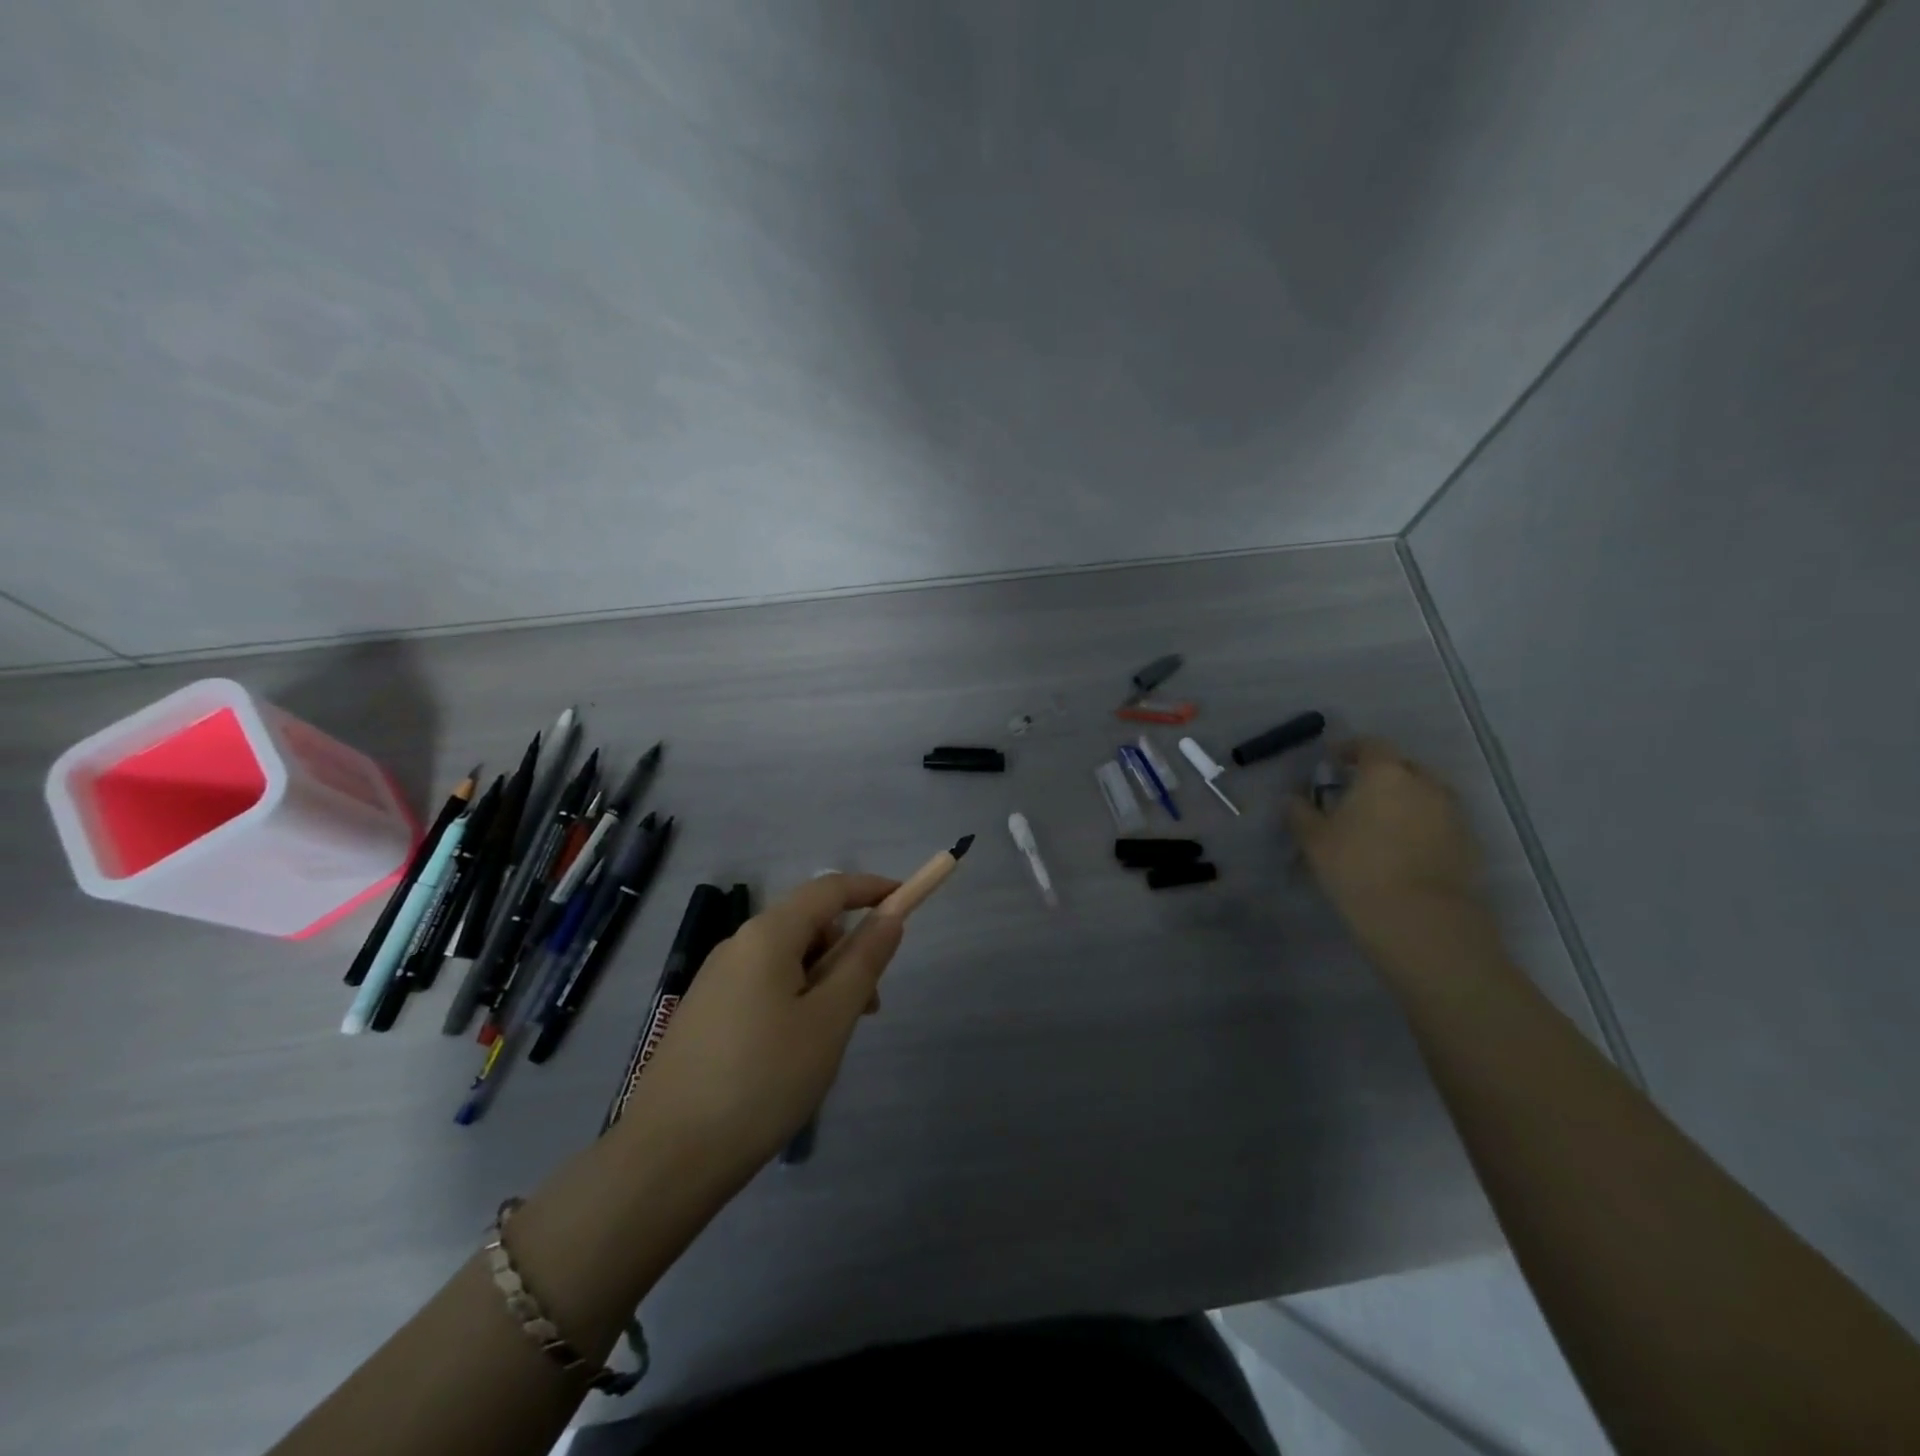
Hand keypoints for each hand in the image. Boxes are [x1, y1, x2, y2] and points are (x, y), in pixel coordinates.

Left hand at [627, 873, 904, 1175]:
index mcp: (767, 935)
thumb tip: (890, 917)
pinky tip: (795, 1052)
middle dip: (848, 951)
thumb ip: (864, 961)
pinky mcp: (705, 1013)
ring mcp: (716, 979)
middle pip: (808, 924)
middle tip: (869, 1007)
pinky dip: (795, 1000)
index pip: (830, 888)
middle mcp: (737, 945)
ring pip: (787, 959)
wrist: (667, 1158)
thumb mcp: (829, 1020)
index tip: (906, 901)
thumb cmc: (763, 1080)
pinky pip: (764, 985)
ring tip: (832, 1040)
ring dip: (823, 981)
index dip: (872, 888)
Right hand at [1287, 737, 1495, 966]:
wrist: (1421, 919)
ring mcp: (1452, 813)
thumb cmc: (1357, 868)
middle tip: (1357, 794)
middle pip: (1402, 767)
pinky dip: (1421, 826)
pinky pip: (1439, 822)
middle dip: (1380, 775)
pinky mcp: (1468, 843)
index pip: (1369, 745)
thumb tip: (1292, 799)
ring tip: (1381, 824)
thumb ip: (1300, 813)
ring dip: (1404, 801)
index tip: (1334, 762)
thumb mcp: (1314, 840)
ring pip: (1424, 795)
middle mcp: (1424, 783)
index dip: (1350, 750)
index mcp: (1385, 773)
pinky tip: (1403, 849)